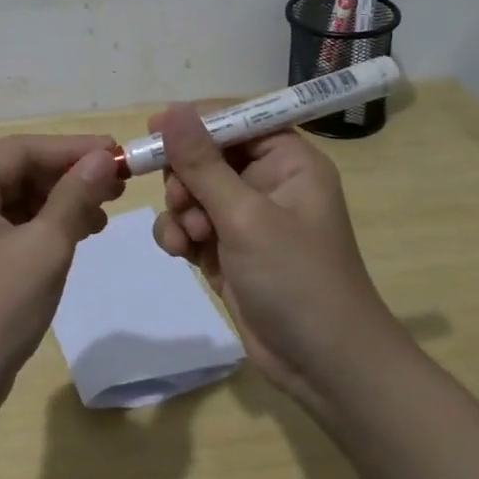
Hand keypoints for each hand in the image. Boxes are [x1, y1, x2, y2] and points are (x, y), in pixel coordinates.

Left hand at [0, 134, 125, 414]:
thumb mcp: (43, 248)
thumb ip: (75, 196)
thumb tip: (105, 157)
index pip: (20, 150)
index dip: (72, 149)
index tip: (118, 151)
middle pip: (17, 171)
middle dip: (68, 177)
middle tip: (118, 182)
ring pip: (16, 199)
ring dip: (60, 202)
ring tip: (105, 210)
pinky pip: (10, 225)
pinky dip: (44, 226)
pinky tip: (80, 231)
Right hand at [150, 104, 398, 409]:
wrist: (324, 367)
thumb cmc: (296, 278)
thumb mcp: (245, 216)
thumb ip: (202, 163)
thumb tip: (170, 110)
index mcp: (287, 160)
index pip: (235, 119)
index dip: (194, 122)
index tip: (154, 132)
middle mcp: (267, 180)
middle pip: (206, 154)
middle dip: (186, 177)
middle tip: (181, 201)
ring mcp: (246, 217)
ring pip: (192, 190)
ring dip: (180, 209)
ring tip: (188, 237)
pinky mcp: (228, 248)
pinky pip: (190, 224)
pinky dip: (179, 234)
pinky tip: (180, 253)